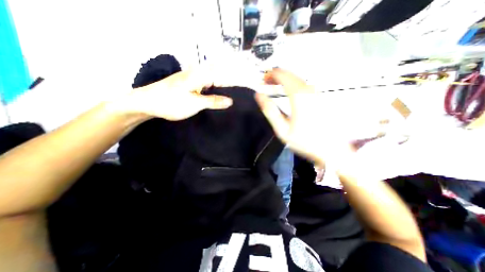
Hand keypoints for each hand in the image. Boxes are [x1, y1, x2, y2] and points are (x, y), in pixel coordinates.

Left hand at [119, 66, 234, 119]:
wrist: (147, 102)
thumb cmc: (171, 102)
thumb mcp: (195, 103)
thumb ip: (214, 101)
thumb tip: (231, 101)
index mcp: (201, 75)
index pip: (225, 76)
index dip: (236, 81)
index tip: (245, 89)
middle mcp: (199, 73)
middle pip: (220, 76)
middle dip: (231, 83)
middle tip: (240, 94)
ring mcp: (194, 78)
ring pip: (214, 80)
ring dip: (223, 87)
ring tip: (233, 96)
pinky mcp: (190, 84)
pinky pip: (207, 85)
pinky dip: (215, 90)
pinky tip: (218, 96)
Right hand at [254, 68, 348, 165]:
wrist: (331, 149)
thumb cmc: (305, 141)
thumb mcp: (282, 130)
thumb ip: (270, 111)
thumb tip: (259, 96)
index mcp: (299, 96)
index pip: (282, 75)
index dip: (270, 75)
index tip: (262, 80)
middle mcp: (309, 90)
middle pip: (290, 74)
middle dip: (276, 76)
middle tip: (266, 83)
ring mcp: (316, 92)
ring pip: (297, 78)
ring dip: (284, 79)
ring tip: (274, 86)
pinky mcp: (320, 97)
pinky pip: (303, 84)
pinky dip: (292, 84)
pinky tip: (287, 91)